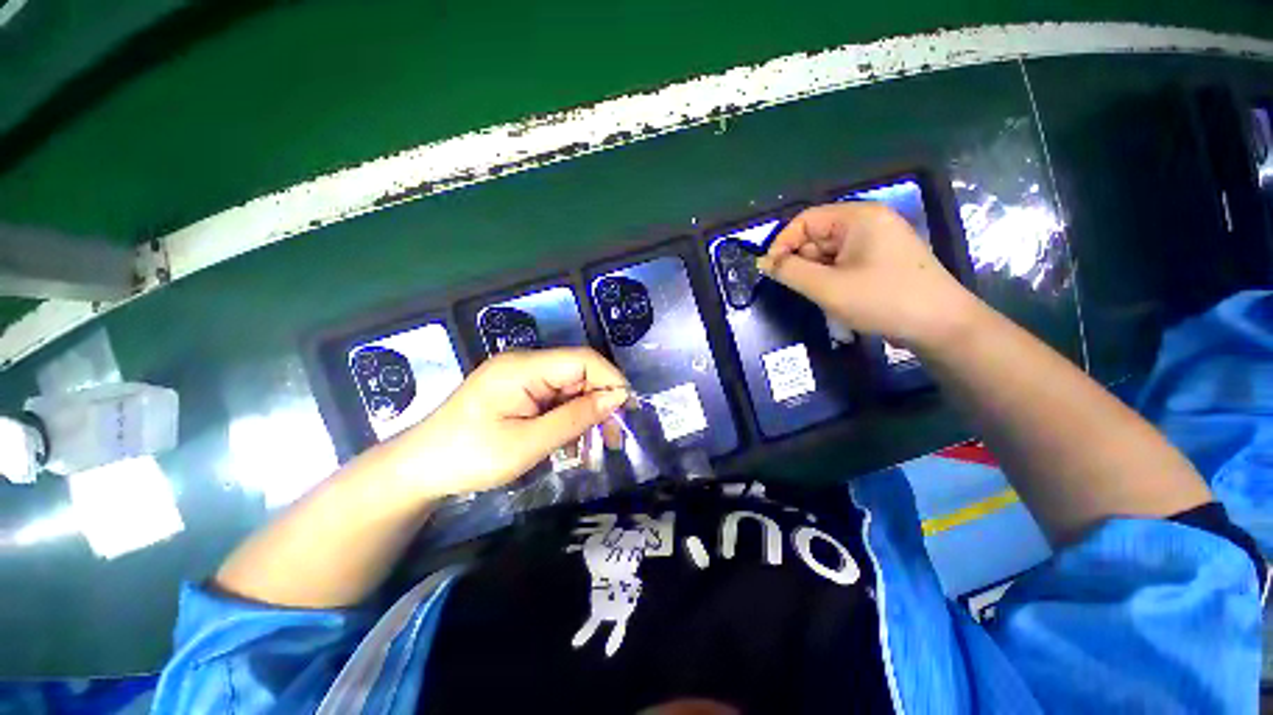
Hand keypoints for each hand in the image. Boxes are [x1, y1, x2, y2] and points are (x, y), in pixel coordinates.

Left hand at [382, 347, 629, 499]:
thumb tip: (617, 399)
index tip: (628, 411)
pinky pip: (555, 399)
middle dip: (601, 403)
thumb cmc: (470, 457)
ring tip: (596, 447)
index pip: (583, 360)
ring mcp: (522, 376)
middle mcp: (526, 363)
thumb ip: (575, 418)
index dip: (611, 381)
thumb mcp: (528, 443)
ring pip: (570, 388)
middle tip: (614, 438)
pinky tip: (571, 443)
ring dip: (586, 414)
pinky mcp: (519, 391)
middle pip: (579, 373)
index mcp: (524, 367)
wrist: (418, 469)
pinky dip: (569, 419)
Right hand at [757, 203, 976, 346]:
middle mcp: (868, 222)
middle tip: (800, 289)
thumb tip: (763, 262)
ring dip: (817, 274)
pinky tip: (838, 297)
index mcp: (858, 217)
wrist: (941, 326)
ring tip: (824, 297)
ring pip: (829, 253)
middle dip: (802, 262)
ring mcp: (877, 241)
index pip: (805, 220)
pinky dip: (832, 279)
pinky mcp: (882, 260)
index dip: (783, 243)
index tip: (771, 271)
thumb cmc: (882, 300)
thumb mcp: (827, 287)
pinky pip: (844, 263)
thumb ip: (790, 272)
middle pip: (817, 235)